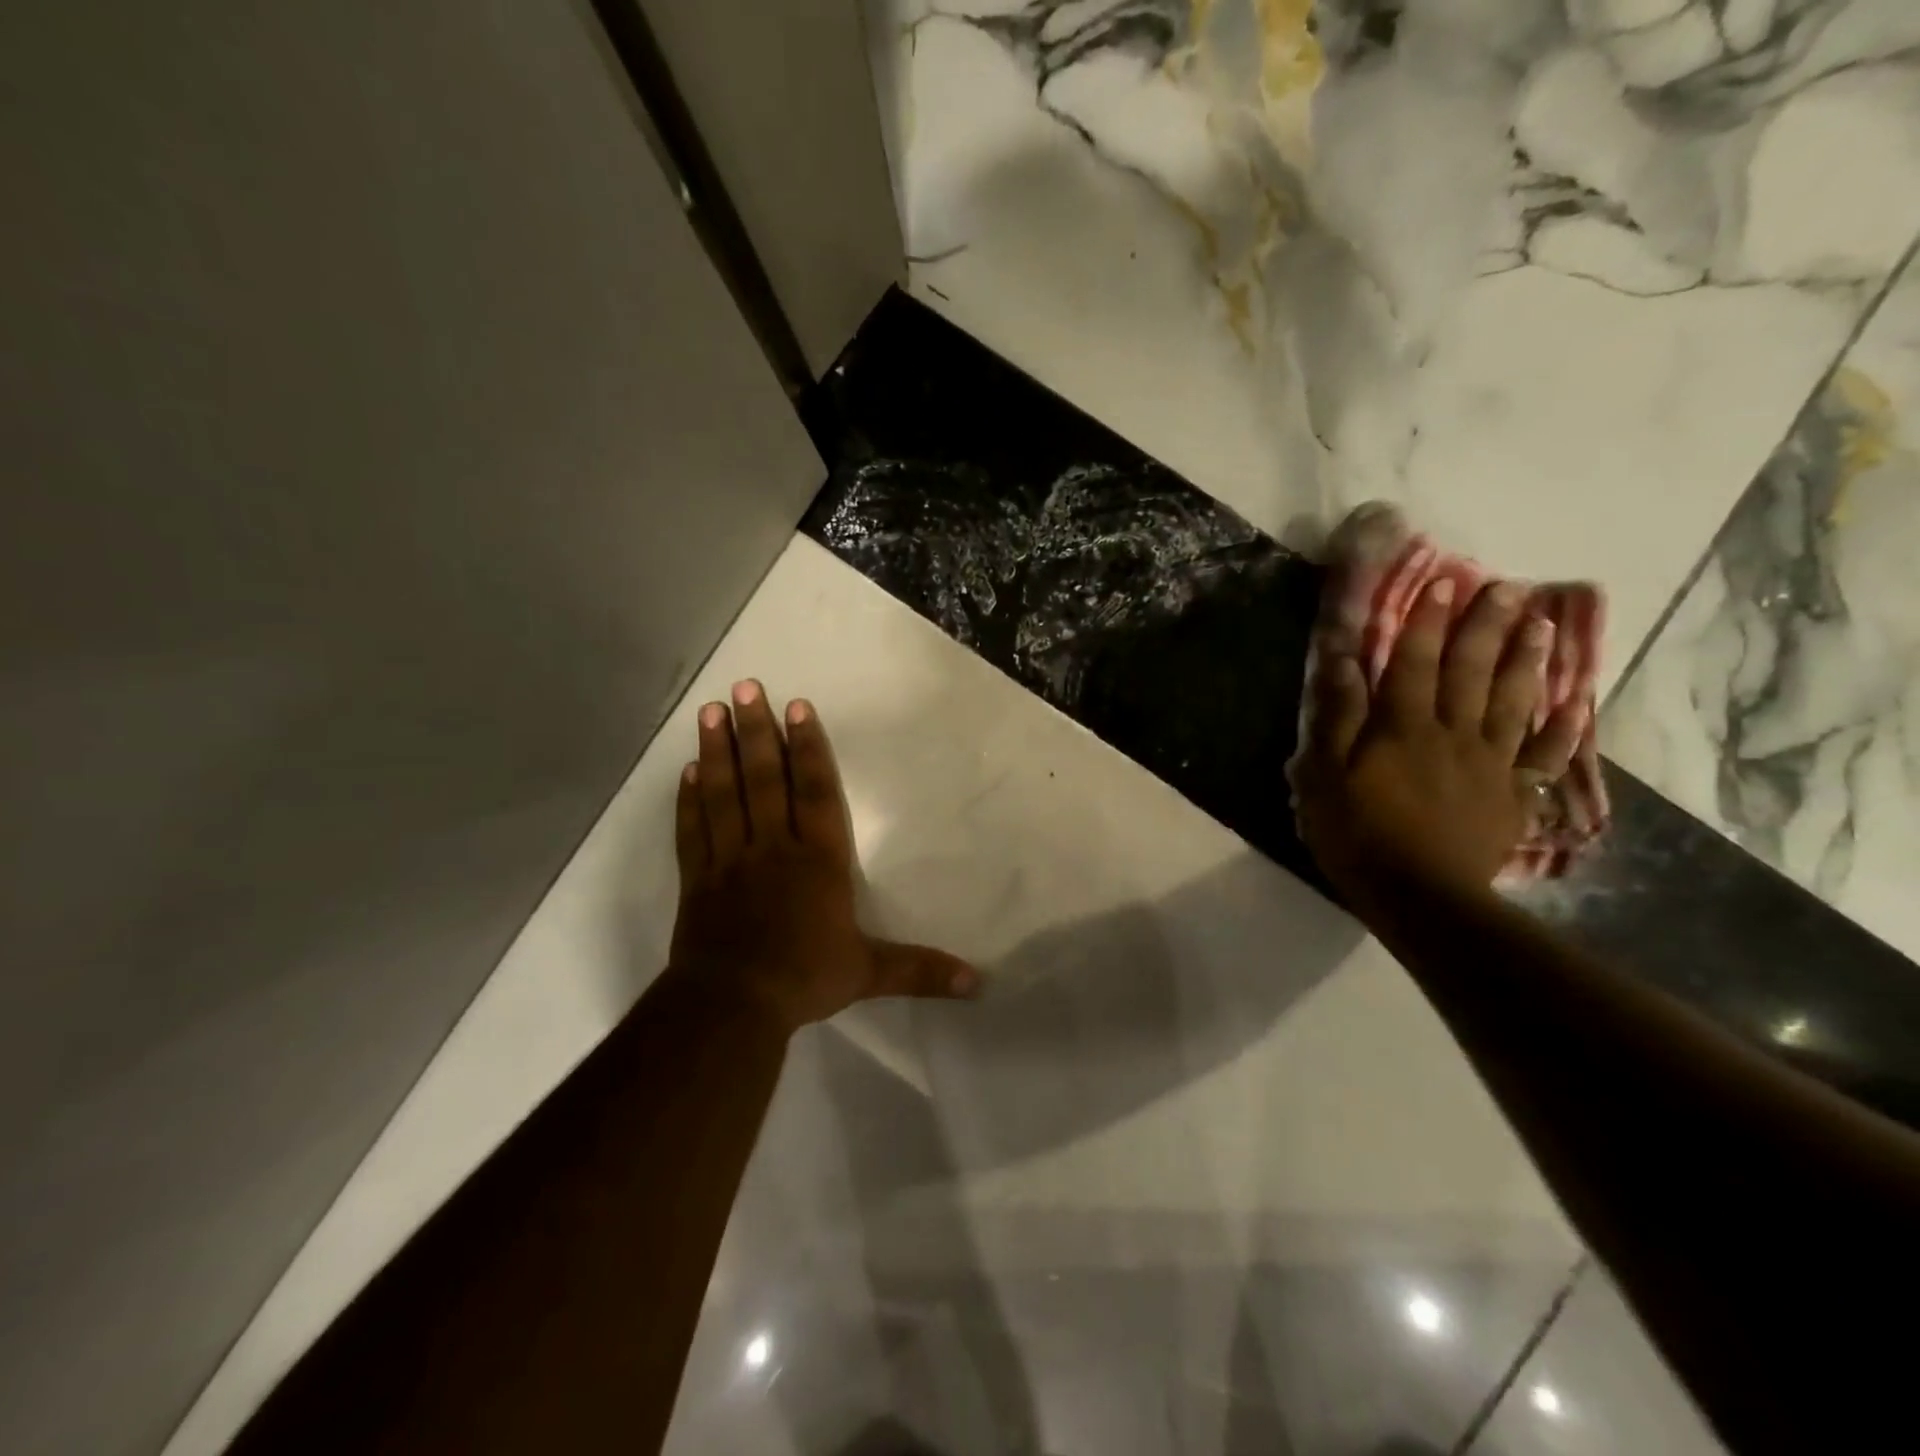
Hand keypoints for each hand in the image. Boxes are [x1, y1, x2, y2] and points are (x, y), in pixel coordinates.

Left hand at [667, 680, 978, 1034]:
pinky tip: (687, 770)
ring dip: (717, 750)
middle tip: (745, 686)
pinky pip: (693, 829)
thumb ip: (920, 970)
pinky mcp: (697, 879)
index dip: (808, 748)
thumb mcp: (869, 973)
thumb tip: (979, 982)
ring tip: (710, 710)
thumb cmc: (804, 978)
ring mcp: (730, 860)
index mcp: (817, 861)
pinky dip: (689, 799)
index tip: (797, 707)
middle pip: (764, 779)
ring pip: (724, 794)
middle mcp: (773, 848)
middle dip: (757, 731)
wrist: (731, 1005)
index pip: (815, 793)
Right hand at [1290, 577, 1581, 910]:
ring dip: (1526, 661)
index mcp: (1403, 728)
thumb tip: (1344, 664)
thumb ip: (1336, 718)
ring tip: (1542, 625)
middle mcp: (1452, 734)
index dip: (1427, 623)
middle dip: (1486, 627)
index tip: (1443, 584)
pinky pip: (1542, 758)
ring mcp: (1489, 765)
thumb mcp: (1323, 777)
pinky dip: (1561, 730)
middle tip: (1508, 588)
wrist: (1419, 897)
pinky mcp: (1510, 798)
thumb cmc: (1357, 834)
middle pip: (1471, 672)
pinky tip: (1575, 705)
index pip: (1415, 663)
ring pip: (1512, 703)